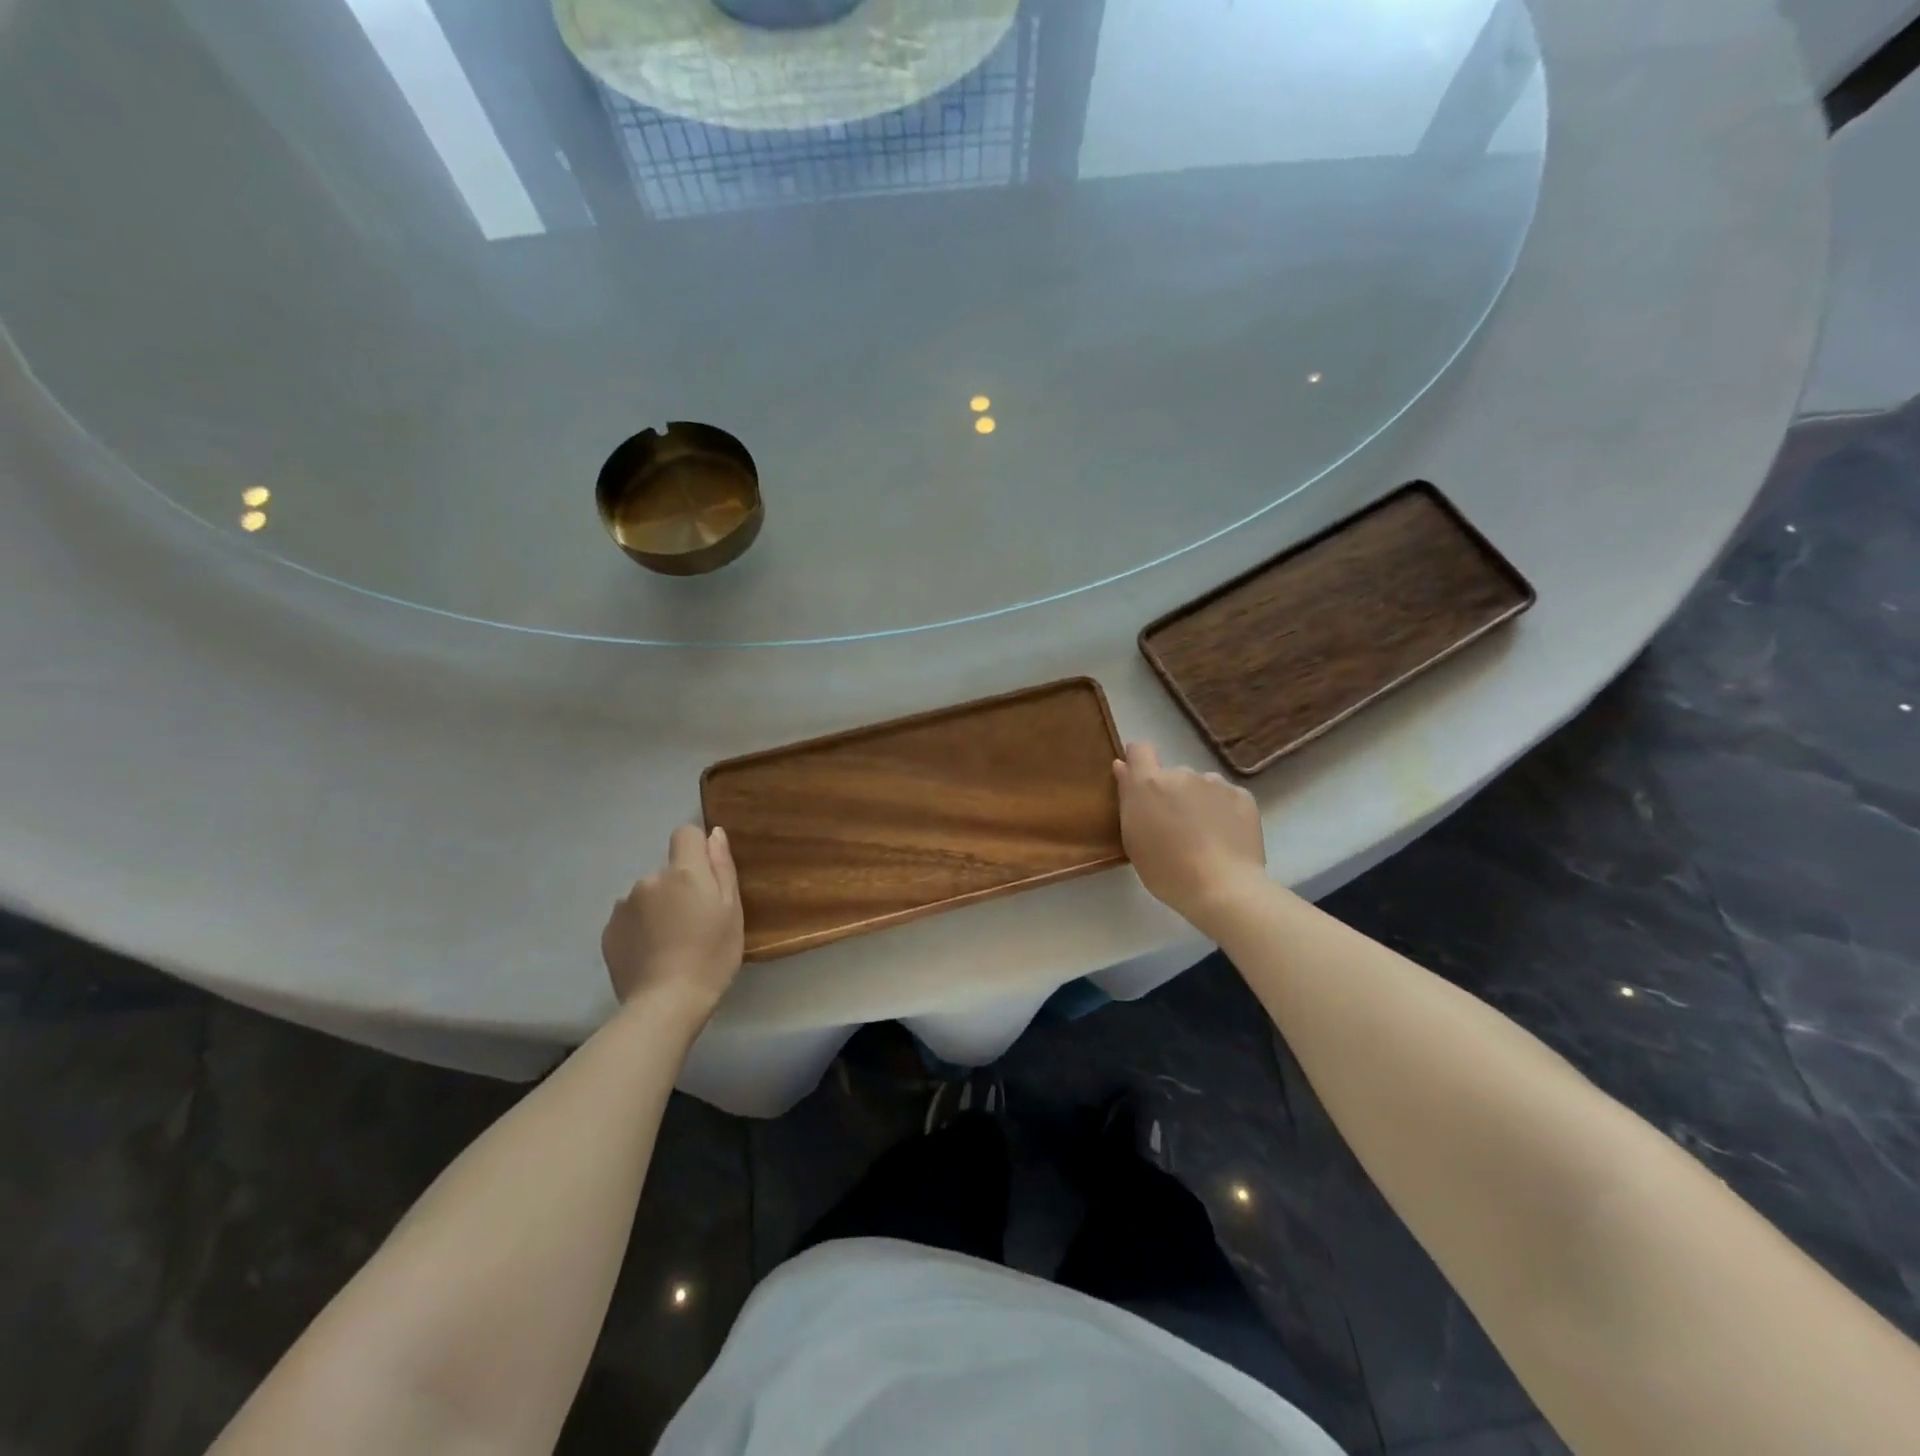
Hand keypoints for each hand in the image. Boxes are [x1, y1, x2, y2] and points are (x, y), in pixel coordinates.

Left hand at [601, 825, 743, 1020]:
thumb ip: (722, 867)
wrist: (666, 1004)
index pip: (685, 833)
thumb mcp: (732, 911)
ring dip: (658, 908)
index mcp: (683, 872)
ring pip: (648, 895)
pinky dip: (641, 928)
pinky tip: (652, 954)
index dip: (697, 850)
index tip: (707, 878)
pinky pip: (630, 918)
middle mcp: (649, 879)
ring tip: (671, 943)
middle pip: (668, 870)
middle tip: (694, 923)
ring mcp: (624, 905)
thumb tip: (714, 833)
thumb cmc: (711, 956)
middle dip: (680, 887)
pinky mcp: (608, 931)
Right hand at [1114, 741, 1266, 927]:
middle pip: (1171, 775)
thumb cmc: (1166, 871)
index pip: (1139, 750)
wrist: (1223, 888)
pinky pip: (1226, 797)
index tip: (1138, 781)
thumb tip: (1123, 766)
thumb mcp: (1133, 840)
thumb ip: (1128, 799)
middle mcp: (1182, 773)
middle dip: (1171, 794)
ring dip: (1197, 801)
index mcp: (1149, 784)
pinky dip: (1223, 811)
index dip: (1138, 761)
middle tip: (1175, 827)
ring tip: (1205, 835)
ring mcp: (1215, 782)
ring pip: (1200, 786)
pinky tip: (1225, 838)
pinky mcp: (1242, 795)